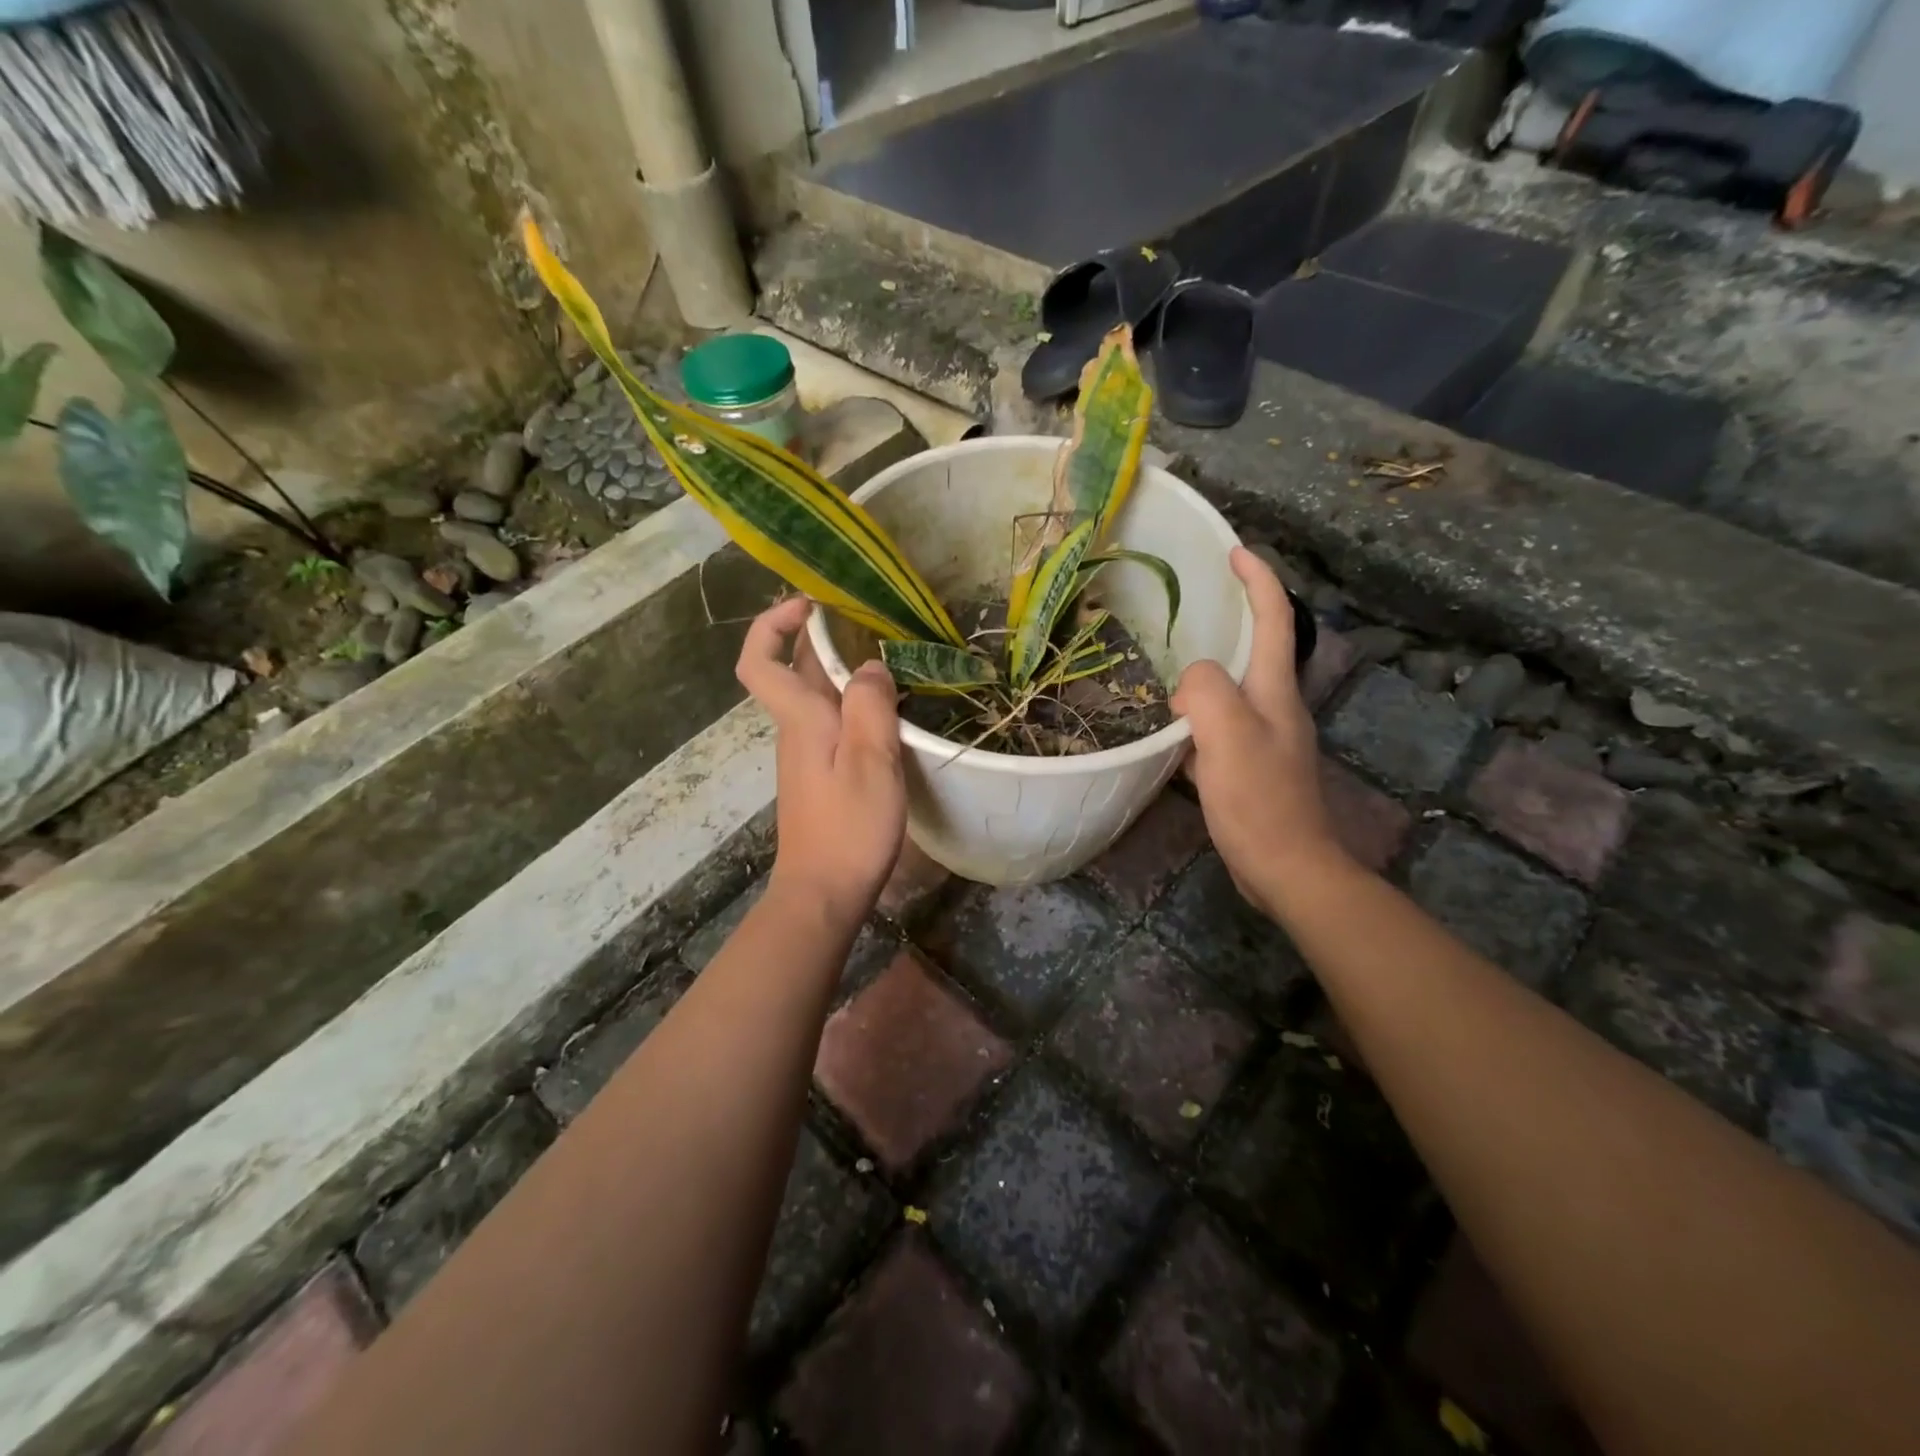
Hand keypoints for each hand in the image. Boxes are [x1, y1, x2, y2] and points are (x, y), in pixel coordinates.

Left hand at [736, 597, 906, 925]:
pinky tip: (887, 713)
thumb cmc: (848, 827)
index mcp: (800, 719)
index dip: (773, 624)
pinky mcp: (820, 775)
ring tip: (889, 660)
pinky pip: (831, 723)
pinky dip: (853, 704)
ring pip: (816, 697)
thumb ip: (870, 705)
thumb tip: (870, 664)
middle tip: (871, 622)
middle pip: (795, 671)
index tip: (810, 604)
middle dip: (823, 638)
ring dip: (842, 670)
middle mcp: (795, 730)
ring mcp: (806, 754)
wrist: (824, 891)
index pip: (761, 660)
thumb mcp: (870, 761)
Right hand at [1172, 547, 1345, 916]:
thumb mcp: (1228, 735)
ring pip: (1232, 692)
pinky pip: (1218, 728)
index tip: (1235, 552)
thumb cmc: (1259, 799)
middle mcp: (1275, 707)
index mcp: (1275, 691)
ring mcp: (1264, 739)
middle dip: (1232, 621)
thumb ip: (1205, 691)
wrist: (1287, 867)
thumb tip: (1187, 684)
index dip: (1258, 581)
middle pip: (1256, 650)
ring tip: (1167, 670)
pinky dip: (1195, 721)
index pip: (1274, 619)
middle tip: (1189, 610)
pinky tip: (1169, 734)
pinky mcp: (1250, 768)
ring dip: (1205, 676)